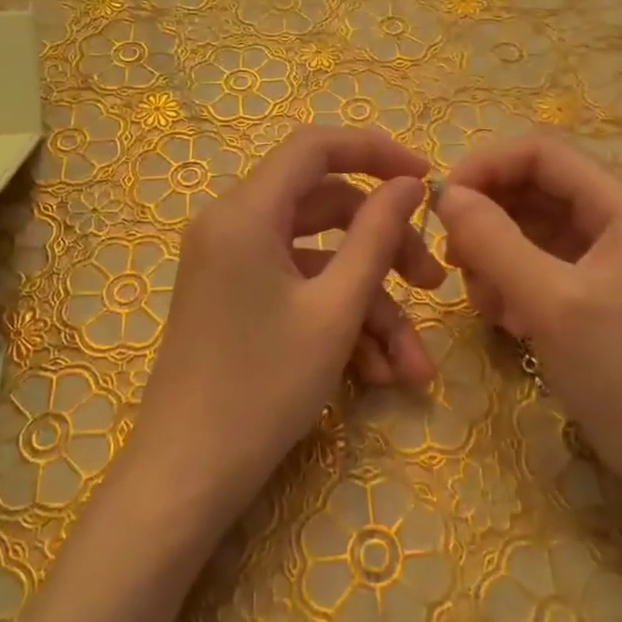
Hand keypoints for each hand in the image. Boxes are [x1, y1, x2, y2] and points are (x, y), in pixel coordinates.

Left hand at [127, 125, 444, 523]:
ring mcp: (233, 266)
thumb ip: (376, 236)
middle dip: (386, 249)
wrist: (188, 474)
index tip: (427, 179)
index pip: (316, 146)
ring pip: (320, 262)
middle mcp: (233, 226)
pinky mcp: (237, 300)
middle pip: (326, 209)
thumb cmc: (263, 386)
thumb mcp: (335, 310)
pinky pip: (298, 292)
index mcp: (246, 212)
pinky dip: (338, 323)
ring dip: (370, 306)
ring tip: (412, 368)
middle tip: (433, 285)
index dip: (376, 151)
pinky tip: (376, 375)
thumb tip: (408, 184)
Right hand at [438, 131, 621, 505]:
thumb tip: (447, 196)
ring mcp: (610, 255)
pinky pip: (541, 263)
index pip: (541, 152)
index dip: (486, 166)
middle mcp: (619, 218)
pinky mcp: (598, 289)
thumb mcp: (551, 303)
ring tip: (484, 301)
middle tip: (455, 261)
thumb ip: (495, 241)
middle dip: (488, 217)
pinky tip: (505, 319)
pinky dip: (513, 280)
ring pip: (532, 227)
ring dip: (495, 253)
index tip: (441, 205)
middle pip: (535, 187)